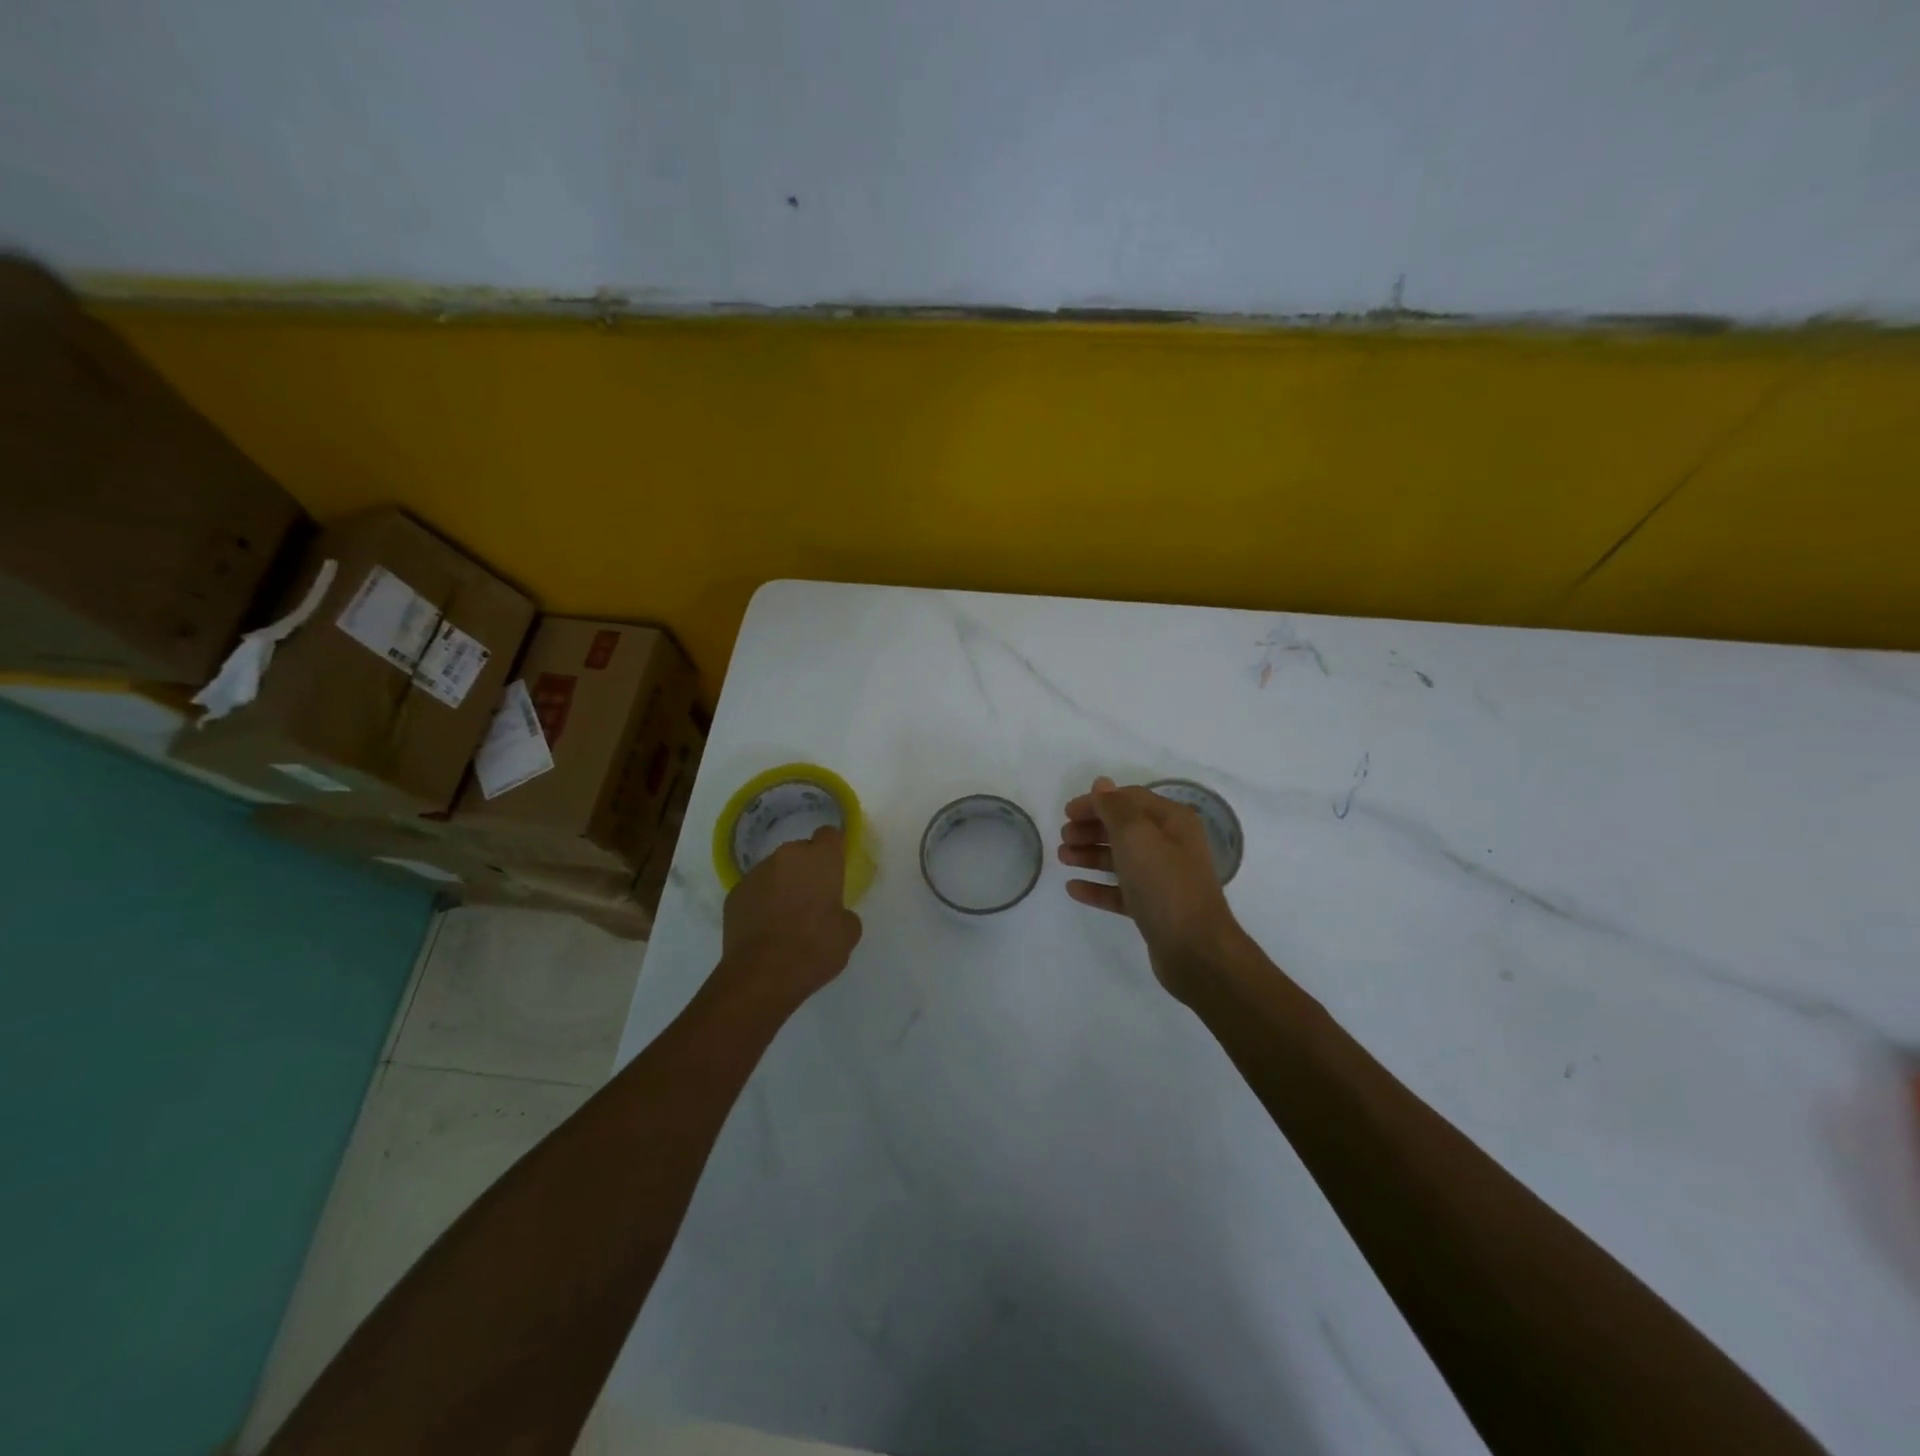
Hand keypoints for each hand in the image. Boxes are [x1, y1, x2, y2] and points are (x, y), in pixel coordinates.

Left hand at [719, 826, 863, 1008]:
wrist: (762, 975)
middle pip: (799, 852)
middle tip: (812, 898)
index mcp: (820, 859)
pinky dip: (760, 902)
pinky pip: (753, 891)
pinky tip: (764, 928)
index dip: (833, 849)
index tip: (835, 868)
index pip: (829, 835)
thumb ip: (843, 912)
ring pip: (774, 871)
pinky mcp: (733, 895)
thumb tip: (834, 913)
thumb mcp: (848, 932)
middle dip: (806, 869)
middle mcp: (786, 857)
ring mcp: (755, 874)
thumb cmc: (815, 948)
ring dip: (781, 884)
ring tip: (784, 917)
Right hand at [1058, 776, 1244, 999]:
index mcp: (1173, 821)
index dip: (1097, 802)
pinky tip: (1074, 888)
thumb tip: (1101, 784)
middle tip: (1063, 837)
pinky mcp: (1154, 908)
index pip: (1130, 799)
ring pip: (1121, 859)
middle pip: (1125, 828)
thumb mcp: (1136, 835)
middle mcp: (1171, 845)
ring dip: (1090, 855)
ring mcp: (1163, 879)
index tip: (1066, 813)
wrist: (1194, 949)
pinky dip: (1098, 887)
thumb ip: (1114, 807)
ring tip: (1062, 858)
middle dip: (1092, 829)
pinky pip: (1120, 891)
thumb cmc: (1164, 883)